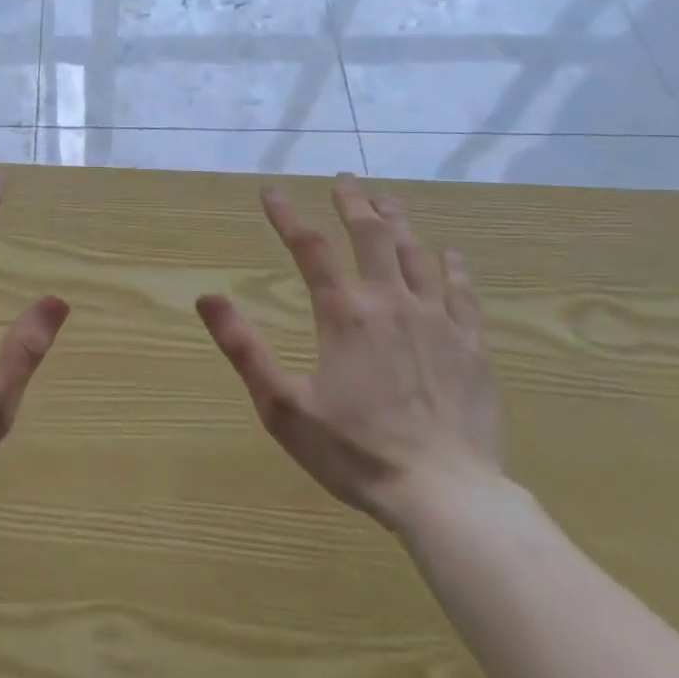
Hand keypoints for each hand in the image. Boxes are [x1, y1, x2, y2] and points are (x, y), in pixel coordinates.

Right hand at [196, 178, 501, 530]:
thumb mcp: (282, 406)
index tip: (271, 192)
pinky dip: (453, 268)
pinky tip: (451, 254)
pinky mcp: (471, 347)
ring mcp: (437, 322)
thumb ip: (243, 348)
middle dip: (354, 203)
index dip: (287, 216)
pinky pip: (463, 294)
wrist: (447, 497)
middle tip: (345, 180)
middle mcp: (391, 303)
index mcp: (345, 314)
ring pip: (416, 255)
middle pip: (372, 236)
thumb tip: (207, 298)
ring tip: (386, 200)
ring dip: (399, 222)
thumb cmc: (356, 452)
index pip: (309, 248)